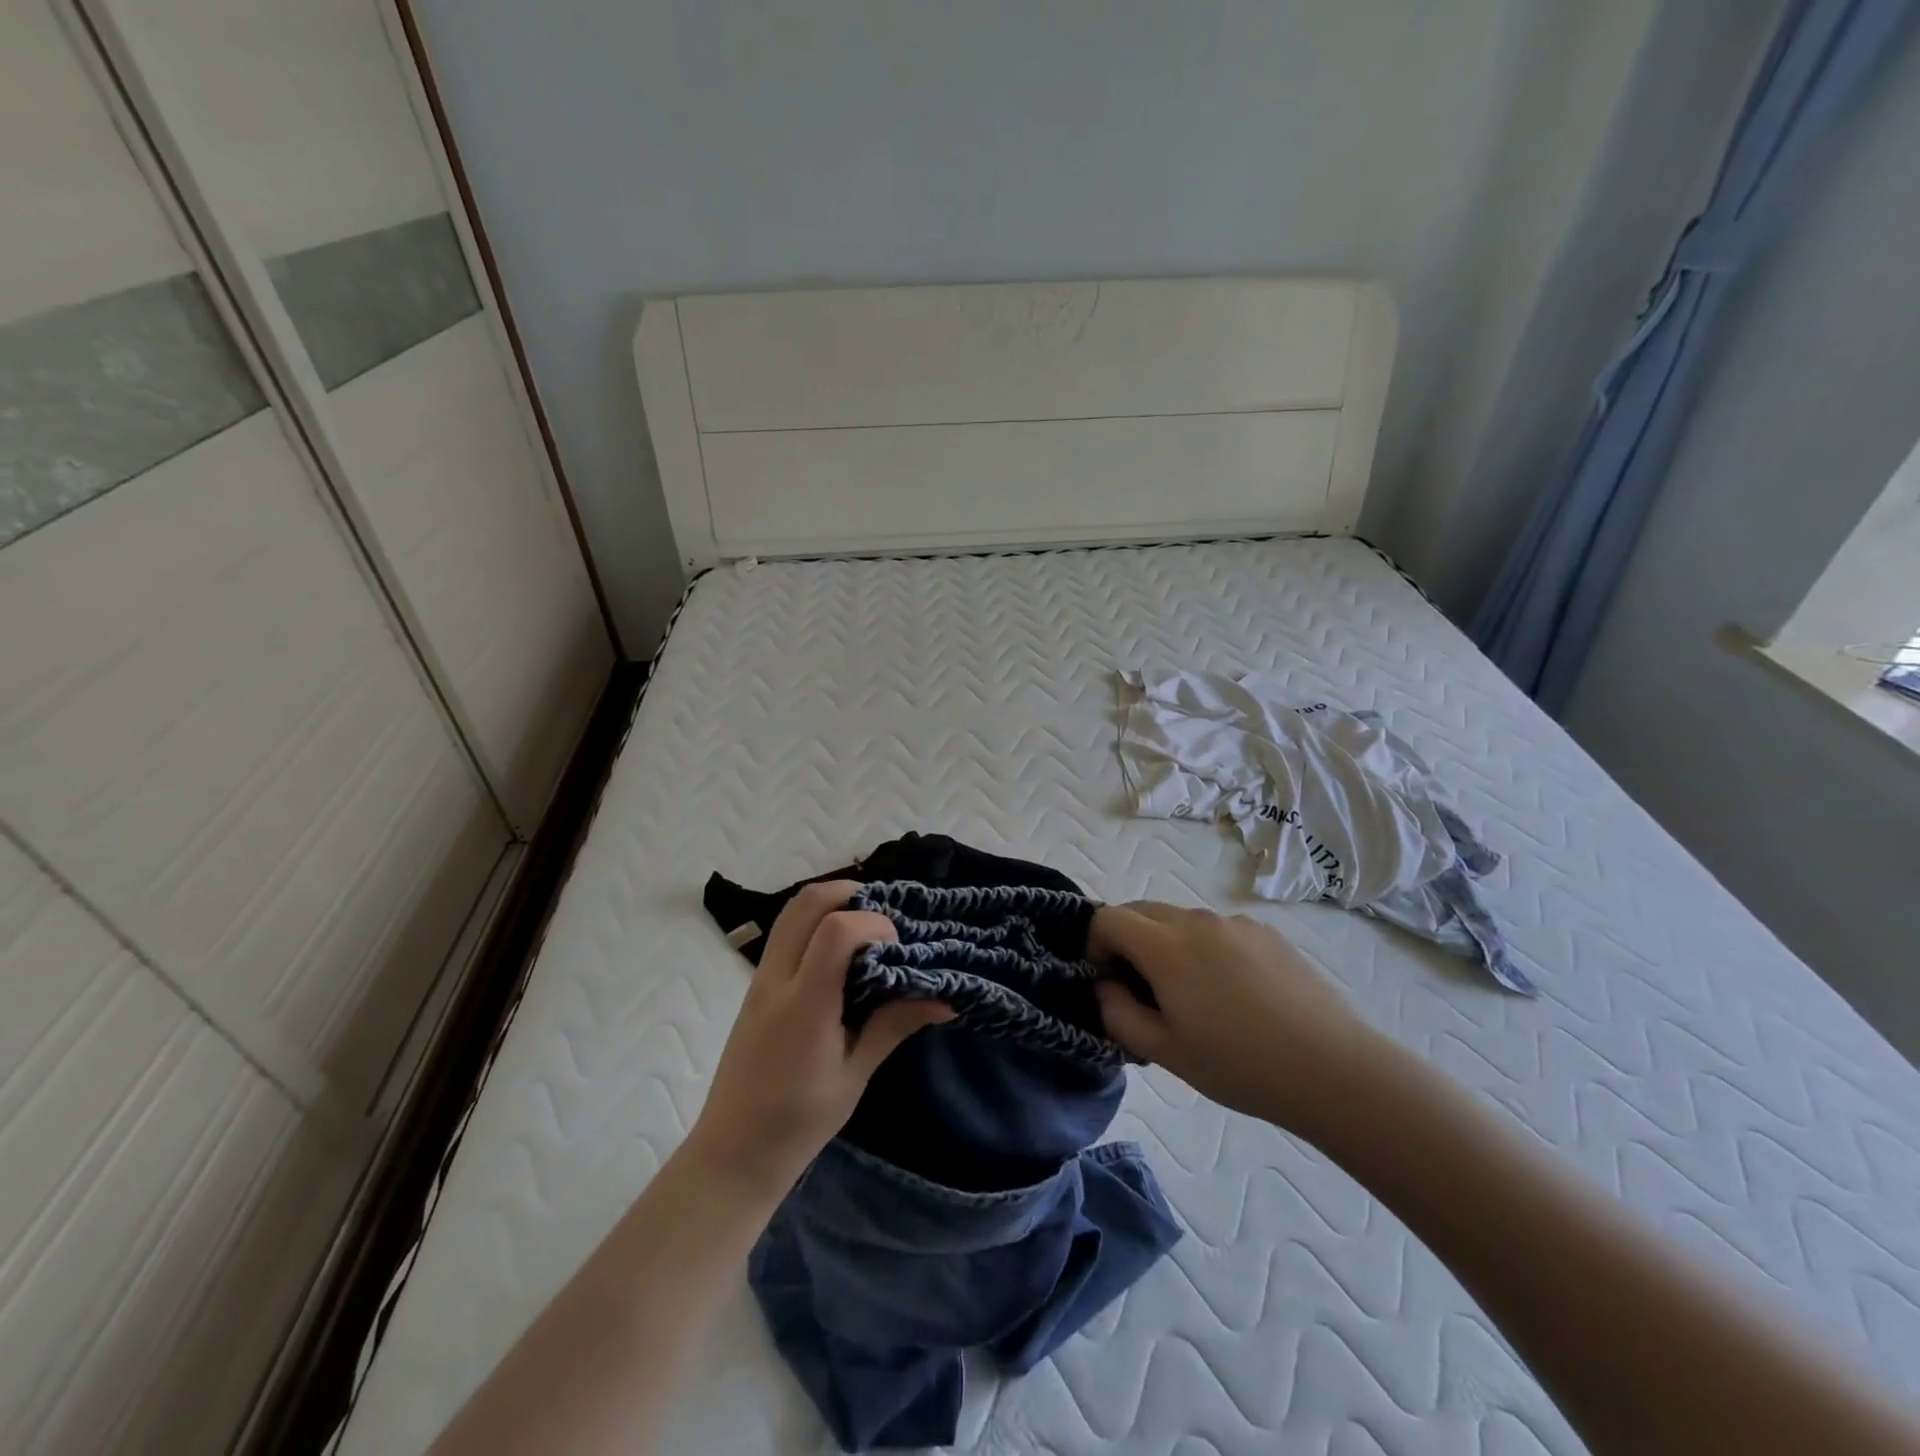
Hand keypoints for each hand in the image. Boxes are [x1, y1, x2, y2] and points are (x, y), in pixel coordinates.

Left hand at [686, 881, 952, 1200]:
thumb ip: (894, 1025)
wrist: (733, 1152)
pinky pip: (784, 933)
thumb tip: (945, 999)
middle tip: (883, 917)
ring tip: (864, 928)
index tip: (897, 946)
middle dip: (851, 893)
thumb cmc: (799, 1122)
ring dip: (830, 904)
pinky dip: (814, 922)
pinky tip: (840, 952)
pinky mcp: (755, 986)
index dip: (874, 923)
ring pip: (791, 911)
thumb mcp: (855, 1074)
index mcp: (805, 1005)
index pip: (836, 930)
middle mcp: (777, 980)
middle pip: (807, 903)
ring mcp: (760, 979)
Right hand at [1092, 902, 1386, 1136]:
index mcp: (1165, 946)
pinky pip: (1217, 929)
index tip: (1109, 981)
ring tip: (1194, 996)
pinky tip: (1235, 994)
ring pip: (1180, 919)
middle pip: (1141, 910)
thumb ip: (1118, 1014)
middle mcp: (1196, 920)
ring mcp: (1235, 923)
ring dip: (1167, 944)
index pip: (1107, 918)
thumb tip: (1106, 986)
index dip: (1095, 945)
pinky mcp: (1266, 932)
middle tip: (1143, 989)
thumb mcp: (1165, 1052)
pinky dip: (1205, 948)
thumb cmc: (1239, 1065)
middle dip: (1127, 941)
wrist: (1333, 1069)